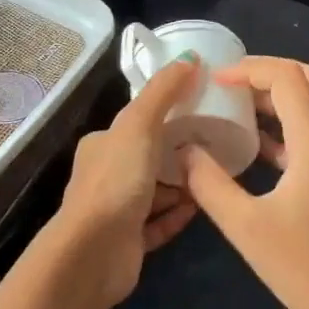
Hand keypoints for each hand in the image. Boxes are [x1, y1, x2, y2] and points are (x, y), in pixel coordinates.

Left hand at [53, 59, 200, 307]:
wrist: (95, 252)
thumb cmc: (116, 181)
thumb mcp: (140, 124)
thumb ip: (163, 91)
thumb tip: (190, 56)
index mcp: (102, 145)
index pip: (136, 123)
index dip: (165, 115)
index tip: (199, 111)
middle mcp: (106, 174)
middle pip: (148, 158)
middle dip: (178, 154)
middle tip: (214, 147)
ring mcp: (117, 210)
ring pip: (155, 192)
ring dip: (181, 186)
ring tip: (213, 176)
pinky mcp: (129, 241)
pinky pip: (159, 223)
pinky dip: (178, 214)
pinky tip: (201, 207)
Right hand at [181, 57, 308, 308]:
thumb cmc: (306, 267)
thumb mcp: (246, 227)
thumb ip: (210, 184)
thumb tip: (184, 151)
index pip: (287, 78)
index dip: (249, 70)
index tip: (215, 81)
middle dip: (269, 72)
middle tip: (232, 82)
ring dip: (278, 98)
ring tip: (236, 106)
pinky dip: (285, 127)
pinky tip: (255, 148)